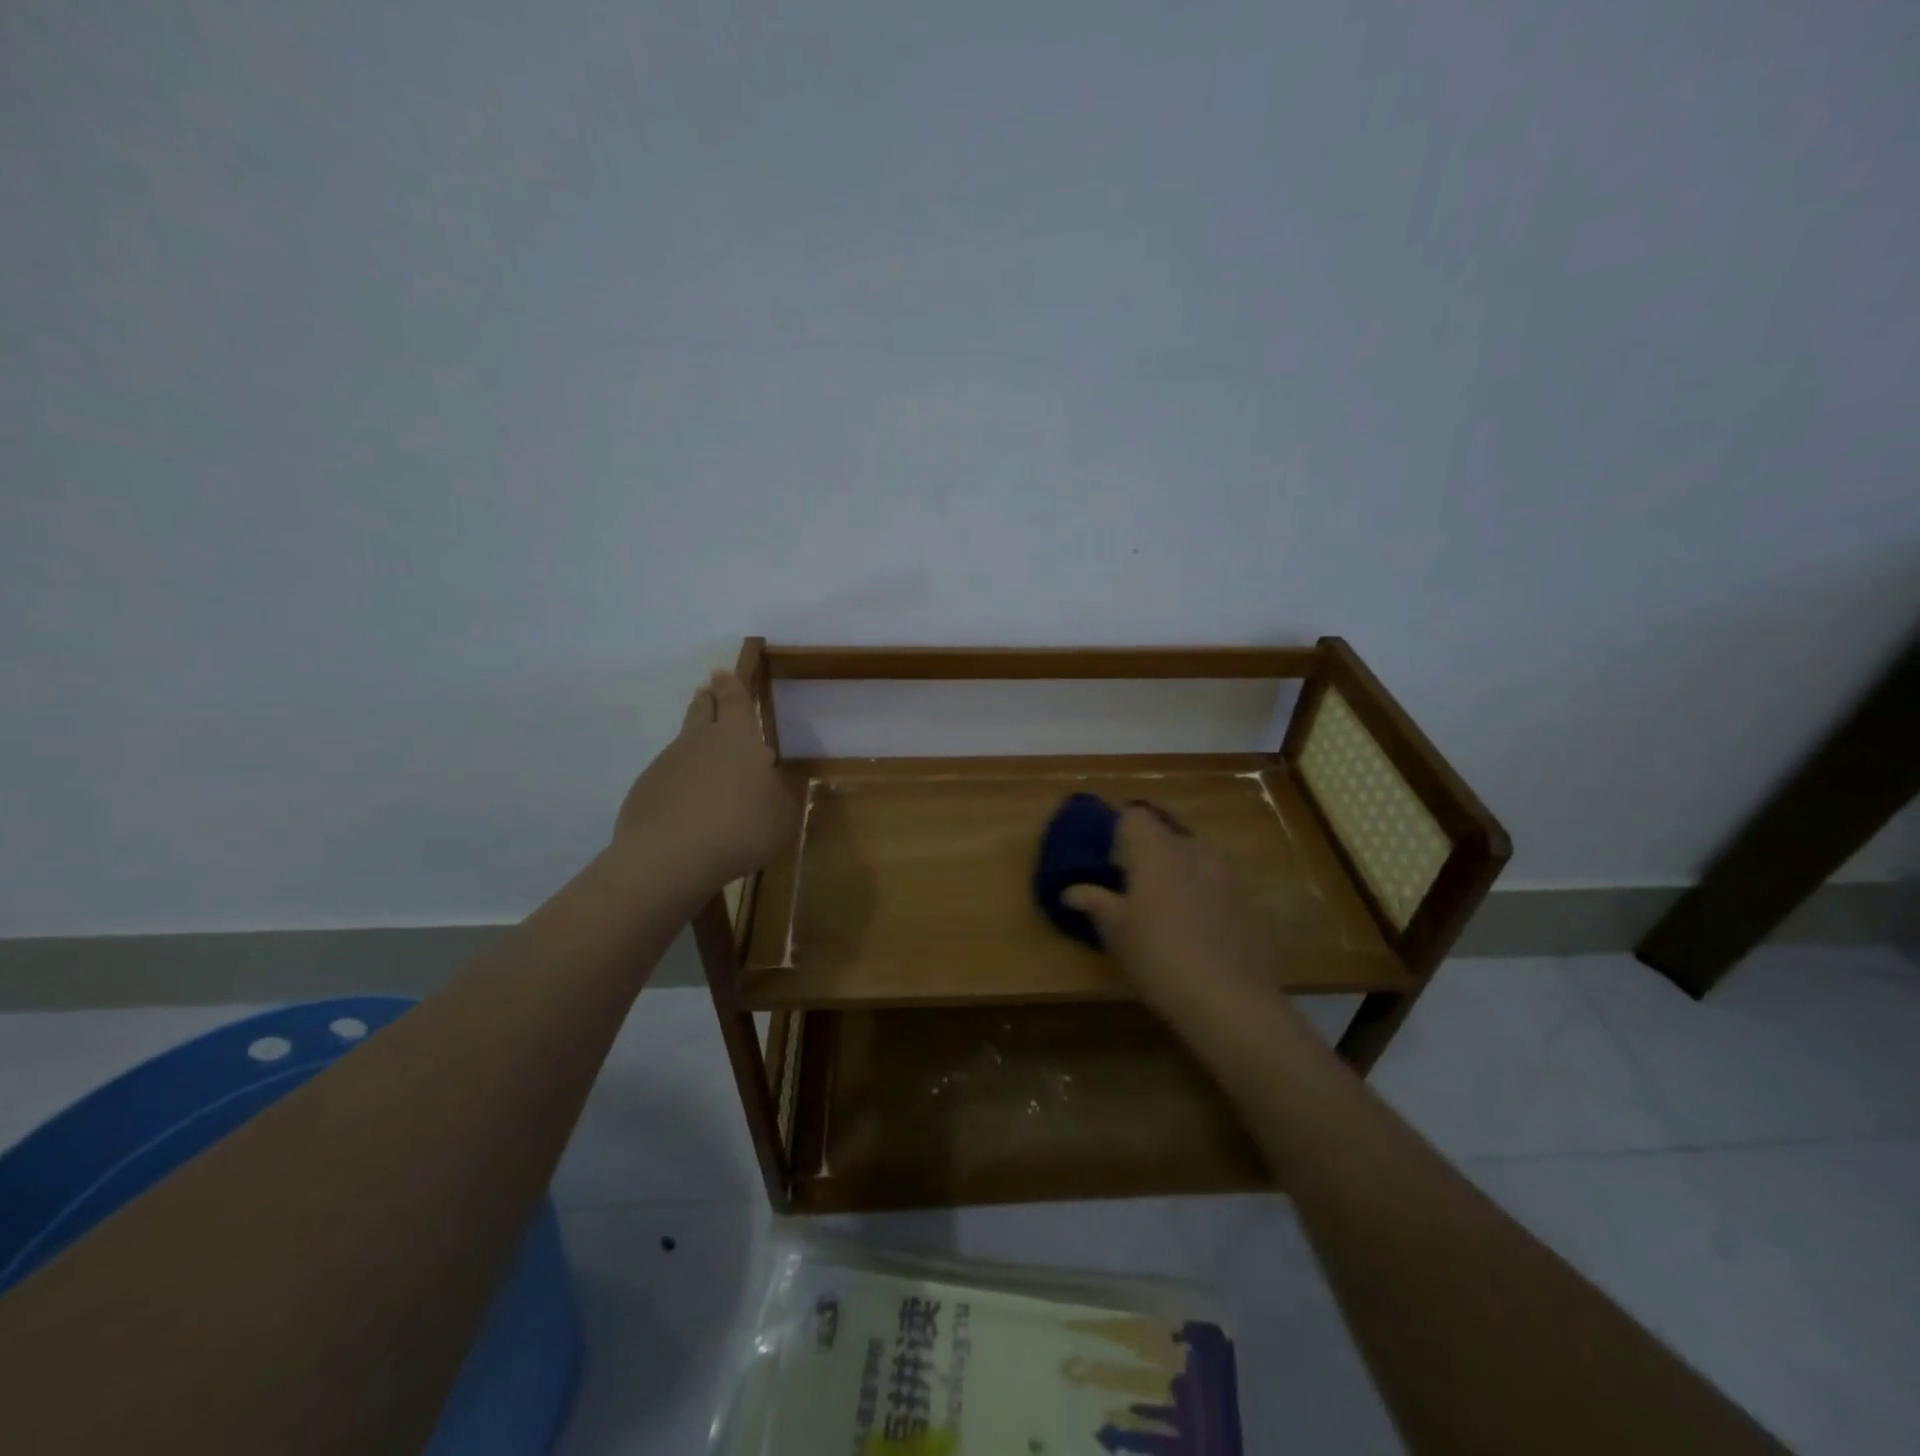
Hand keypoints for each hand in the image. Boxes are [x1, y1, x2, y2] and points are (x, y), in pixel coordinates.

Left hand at [614, 670, 799, 894]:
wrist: (671, 857)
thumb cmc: (741, 827)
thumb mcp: (782, 815)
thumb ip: (780, 794)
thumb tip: (771, 781)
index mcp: (738, 738)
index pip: (734, 700)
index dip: (730, 686)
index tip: (722, 673)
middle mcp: (699, 741)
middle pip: (701, 711)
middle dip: (707, 701)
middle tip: (708, 695)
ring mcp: (666, 764)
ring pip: (683, 745)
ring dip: (693, 748)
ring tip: (705, 768)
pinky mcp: (644, 791)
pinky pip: (666, 779)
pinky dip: (678, 785)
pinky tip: (687, 809)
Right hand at [1063, 806, 1285, 1035]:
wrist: (1228, 999)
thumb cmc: (1157, 956)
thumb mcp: (1115, 932)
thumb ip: (1093, 902)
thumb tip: (1070, 891)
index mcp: (1155, 851)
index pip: (1134, 816)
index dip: (1118, 833)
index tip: (1109, 864)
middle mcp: (1192, 851)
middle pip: (1165, 834)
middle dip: (1147, 853)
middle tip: (1131, 887)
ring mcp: (1225, 875)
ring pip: (1193, 857)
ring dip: (1176, 871)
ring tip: (1164, 907)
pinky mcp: (1246, 901)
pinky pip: (1215, 883)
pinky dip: (1201, 894)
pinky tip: (1195, 929)